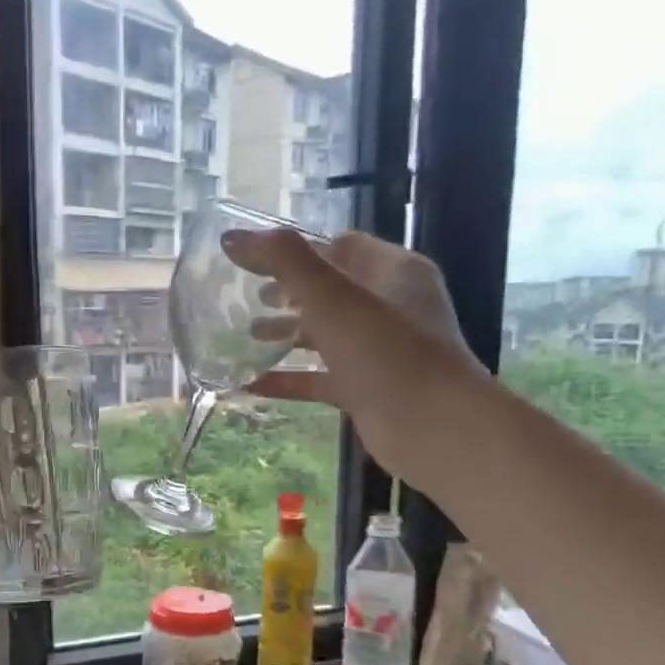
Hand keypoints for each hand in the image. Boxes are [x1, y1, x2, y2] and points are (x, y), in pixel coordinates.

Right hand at [224, 228, 486, 486]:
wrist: (432, 427)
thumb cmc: (385, 350)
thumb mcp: (330, 296)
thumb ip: (282, 261)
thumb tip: (232, 237)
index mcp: (393, 271)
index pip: (341, 246)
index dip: (297, 248)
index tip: (253, 258)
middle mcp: (390, 306)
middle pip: (331, 290)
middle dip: (288, 292)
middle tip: (246, 298)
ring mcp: (380, 351)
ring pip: (326, 335)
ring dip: (287, 333)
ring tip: (246, 335)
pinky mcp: (368, 390)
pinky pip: (321, 378)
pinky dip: (290, 379)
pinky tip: (252, 384)